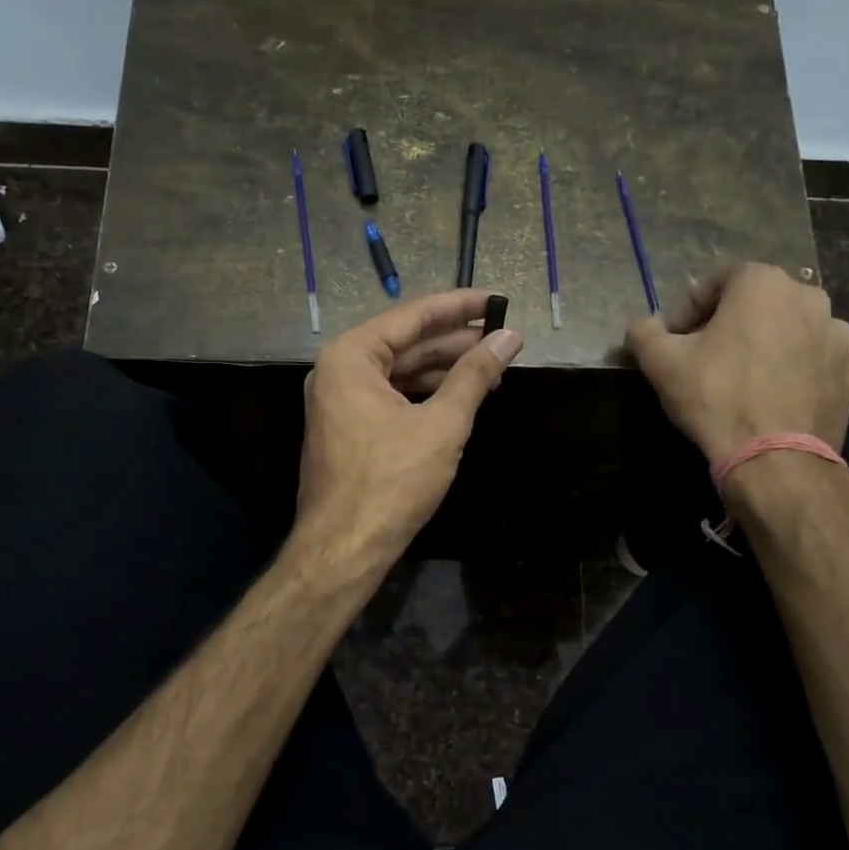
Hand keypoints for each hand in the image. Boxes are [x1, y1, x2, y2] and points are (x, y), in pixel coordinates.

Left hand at [294, 291, 523, 571]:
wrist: (344, 548)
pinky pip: (392, 396)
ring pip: (400, 371)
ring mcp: (341, 400)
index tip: (497, 301)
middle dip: (455, 341)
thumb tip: (509, 338)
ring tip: (492, 368)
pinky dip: (426, 394)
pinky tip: (461, 396)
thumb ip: (475, 375)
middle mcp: (339, 370)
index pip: (412, 316)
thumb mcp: (442, 423)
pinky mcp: (349, 427)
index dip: (459, 307)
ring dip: (444, 369)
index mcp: (351, 356)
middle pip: (405, 342)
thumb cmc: (391, 481)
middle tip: (503, 337)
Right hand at [626, 263, 848, 460]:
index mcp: (763, 284)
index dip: (690, 308)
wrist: (776, 459)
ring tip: (744, 379)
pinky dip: (795, 368)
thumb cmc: (716, 397)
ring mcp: (838, 335)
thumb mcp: (661, 362)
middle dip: (731, 322)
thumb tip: (642, 325)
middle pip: (758, 302)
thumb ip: (644, 332)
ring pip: (790, 329)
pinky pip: (814, 359)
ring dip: (767, 343)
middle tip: (707, 356)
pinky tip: (773, 396)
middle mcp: (809, 297)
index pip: (718, 280)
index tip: (676, 338)